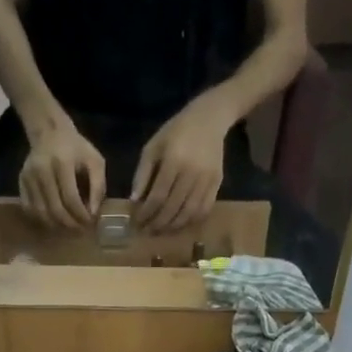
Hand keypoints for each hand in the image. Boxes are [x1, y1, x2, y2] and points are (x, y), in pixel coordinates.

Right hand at [19, 118, 104, 227]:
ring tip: (69, 227)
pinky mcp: (21, 183)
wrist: (50, 133)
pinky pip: (29, 209)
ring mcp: (28, 177)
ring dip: (56, 225)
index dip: (81, 215)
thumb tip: (93, 213)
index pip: (70, 198)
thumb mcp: (95, 161)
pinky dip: (42, 219)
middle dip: (70, 224)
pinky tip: (54, 220)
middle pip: (55, 208)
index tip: (90, 222)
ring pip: (41, 212)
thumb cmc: (76, 148)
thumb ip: (98, 186)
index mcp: (62, 163)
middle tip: (80, 228)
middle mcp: (42, 170)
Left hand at [134, 93, 232, 231]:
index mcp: (173, 161)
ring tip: (162, 230)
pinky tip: (181, 223)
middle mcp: (191, 173)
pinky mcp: (217, 183)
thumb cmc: (175, 132)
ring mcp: (206, 179)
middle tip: (148, 231)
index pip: (157, 196)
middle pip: (173, 208)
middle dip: (158, 223)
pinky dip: (192, 220)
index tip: (137, 221)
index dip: (146, 213)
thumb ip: (142, 174)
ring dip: (174, 225)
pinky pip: (204, 209)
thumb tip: (134, 200)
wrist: (209, 120)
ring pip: (189, 212)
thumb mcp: (153, 147)